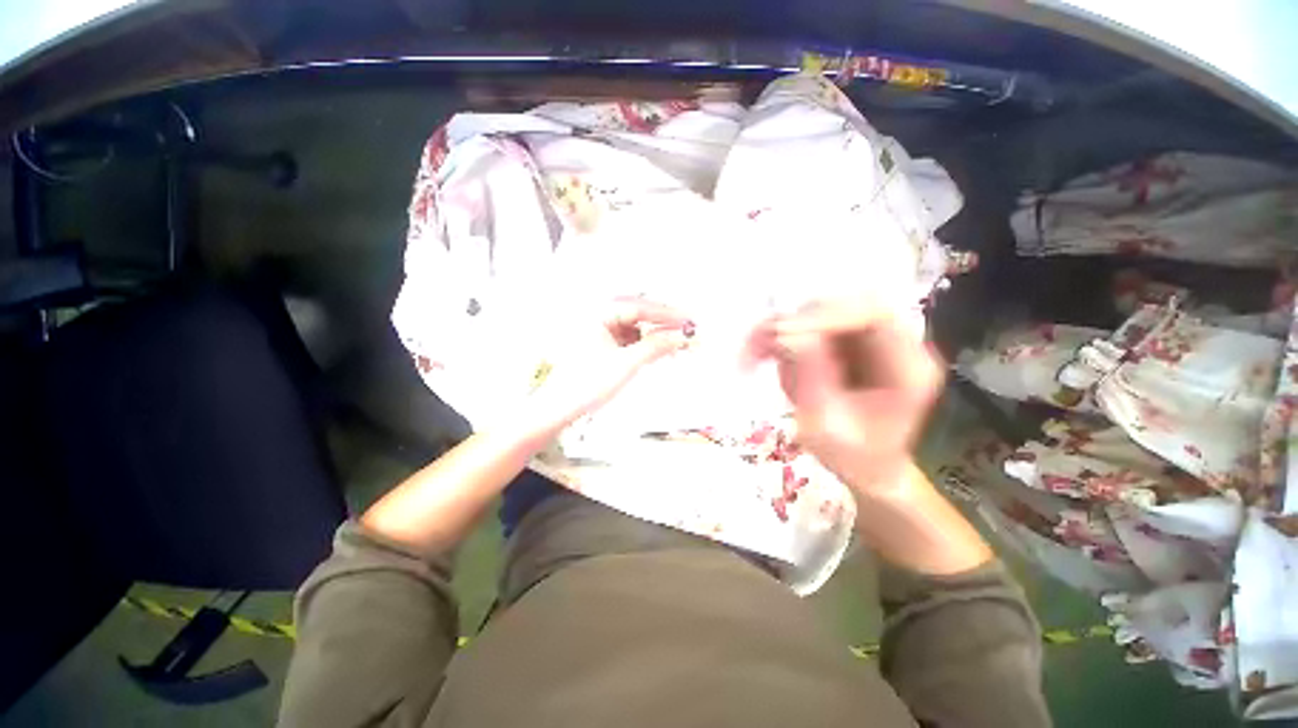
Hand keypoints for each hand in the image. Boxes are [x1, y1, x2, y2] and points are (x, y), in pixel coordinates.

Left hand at [520, 298, 692, 438]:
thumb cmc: (587, 384)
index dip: (667, 314)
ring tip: (676, 344)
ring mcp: (600, 331)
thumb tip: (682, 336)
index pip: (640, 307)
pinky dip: (645, 345)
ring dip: (655, 335)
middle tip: (687, 331)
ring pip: (635, 328)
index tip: (690, 320)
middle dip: (663, 324)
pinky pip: (630, 339)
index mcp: (599, 313)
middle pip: (638, 315)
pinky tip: (658, 351)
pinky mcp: (603, 345)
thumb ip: (656, 346)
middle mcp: (599, 316)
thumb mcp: (627, 364)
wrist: (559, 408)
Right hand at [750, 301, 943, 494]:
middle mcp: (891, 344)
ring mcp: (865, 341)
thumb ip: (813, 380)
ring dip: (778, 331)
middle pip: (840, 307)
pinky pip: (805, 328)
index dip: (825, 316)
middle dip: (793, 324)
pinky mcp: (842, 343)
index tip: (782, 336)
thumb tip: (789, 335)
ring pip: (817, 314)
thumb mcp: (828, 427)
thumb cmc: (852, 457)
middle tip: (757, 347)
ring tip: (751, 356)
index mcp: (908, 366)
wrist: (863, 467)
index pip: (873, 314)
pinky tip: (759, 357)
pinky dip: (777, 339)